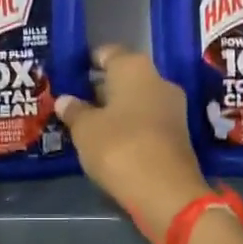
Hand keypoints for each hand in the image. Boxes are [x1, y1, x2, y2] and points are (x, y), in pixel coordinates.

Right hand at [56, 45, 210, 243]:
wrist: (165, 190)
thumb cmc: (119, 147)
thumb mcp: (85, 130)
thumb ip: (74, 111)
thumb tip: (65, 100)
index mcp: (134, 67)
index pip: (108, 53)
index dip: (88, 62)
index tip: (71, 74)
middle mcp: (158, 79)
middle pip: (124, 77)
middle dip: (101, 88)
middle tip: (74, 102)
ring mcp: (172, 107)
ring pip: (136, 100)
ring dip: (115, 109)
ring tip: (87, 123)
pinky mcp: (177, 134)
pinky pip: (146, 121)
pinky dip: (129, 126)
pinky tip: (110, 141)